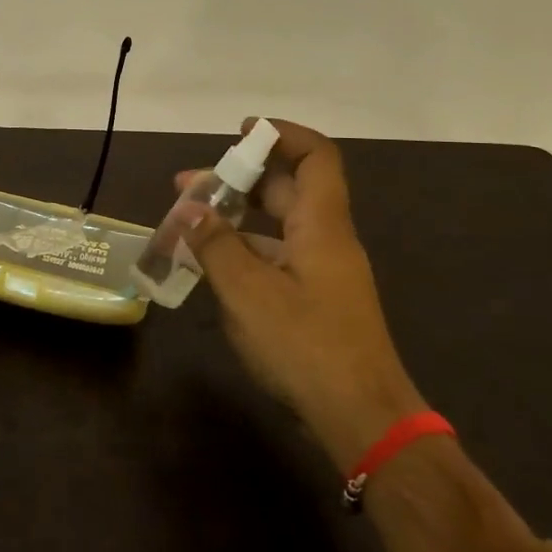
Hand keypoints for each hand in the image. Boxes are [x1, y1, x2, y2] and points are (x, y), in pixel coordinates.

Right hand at [180, 120, 425, 468]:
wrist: (363, 420)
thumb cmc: (306, 346)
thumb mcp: (248, 293)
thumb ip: (216, 245)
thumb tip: (191, 208)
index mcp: (321, 226)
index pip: (316, 157)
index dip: (282, 135)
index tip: (241, 131)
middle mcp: (327, 240)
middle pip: (289, 189)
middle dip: (239, 179)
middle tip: (190, 185)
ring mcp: (324, 272)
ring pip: (279, 227)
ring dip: (237, 219)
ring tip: (188, 226)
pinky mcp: (317, 301)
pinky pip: (278, 258)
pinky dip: (245, 252)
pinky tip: (212, 268)